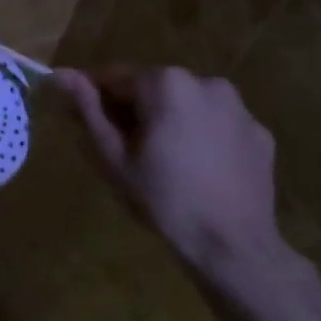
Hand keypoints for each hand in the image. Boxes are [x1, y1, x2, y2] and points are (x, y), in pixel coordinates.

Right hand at [53, 65, 286, 277]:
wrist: (232, 245)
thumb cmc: (162, 199)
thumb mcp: (113, 157)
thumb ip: (87, 111)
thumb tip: (60, 74)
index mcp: (166, 84)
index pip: (116, 78)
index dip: (96, 99)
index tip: (85, 124)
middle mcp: (206, 82)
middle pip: (155, 88)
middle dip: (135, 110)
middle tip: (124, 151)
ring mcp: (239, 108)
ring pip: (188, 105)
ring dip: (170, 121)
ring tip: (163, 162)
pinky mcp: (260, 133)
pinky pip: (218, 125)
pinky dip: (202, 137)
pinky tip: (197, 171)